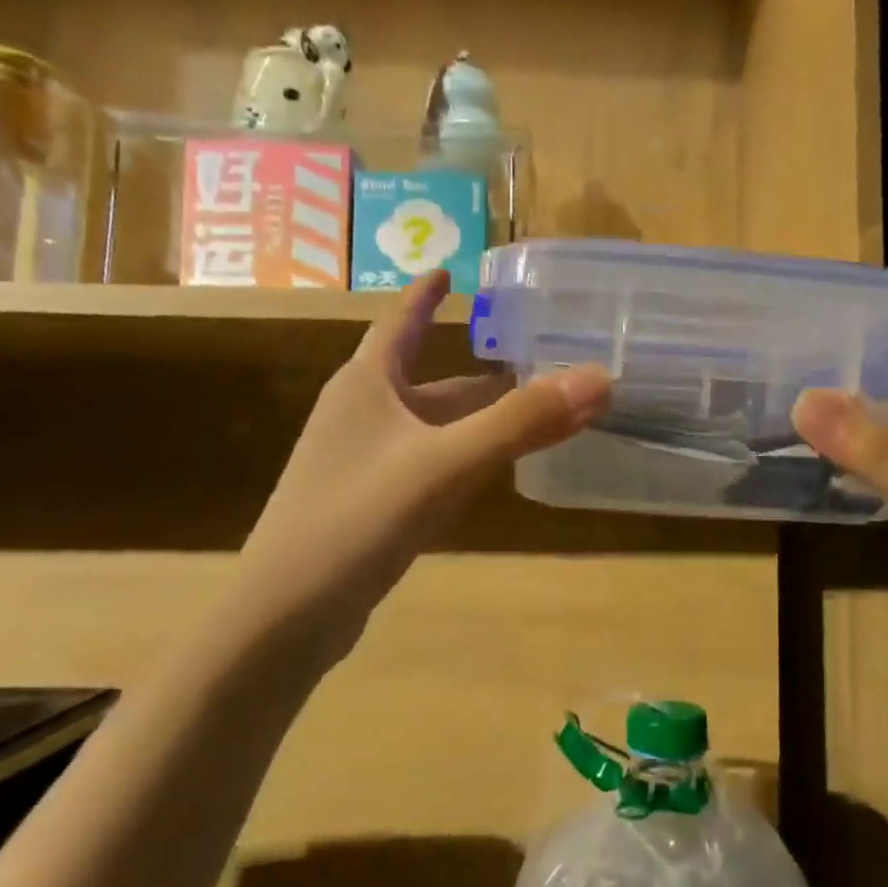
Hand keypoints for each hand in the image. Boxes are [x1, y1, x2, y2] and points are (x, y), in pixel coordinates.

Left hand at [234, 272, 610, 668]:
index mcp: (366, 385)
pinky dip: (461, 456)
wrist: (286, 617)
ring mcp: (361, 463)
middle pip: (426, 380)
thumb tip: (601, 377)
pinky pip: (426, 464)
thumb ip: (522, 422)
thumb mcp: (446, 463)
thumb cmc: (357, 519)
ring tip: (526, 410)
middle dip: (477, 370)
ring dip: (474, 416)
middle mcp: (361, 415)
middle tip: (532, 358)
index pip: (400, 322)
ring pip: (430, 426)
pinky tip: (488, 470)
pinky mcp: (369, 505)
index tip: (448, 269)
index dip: (425, 296)